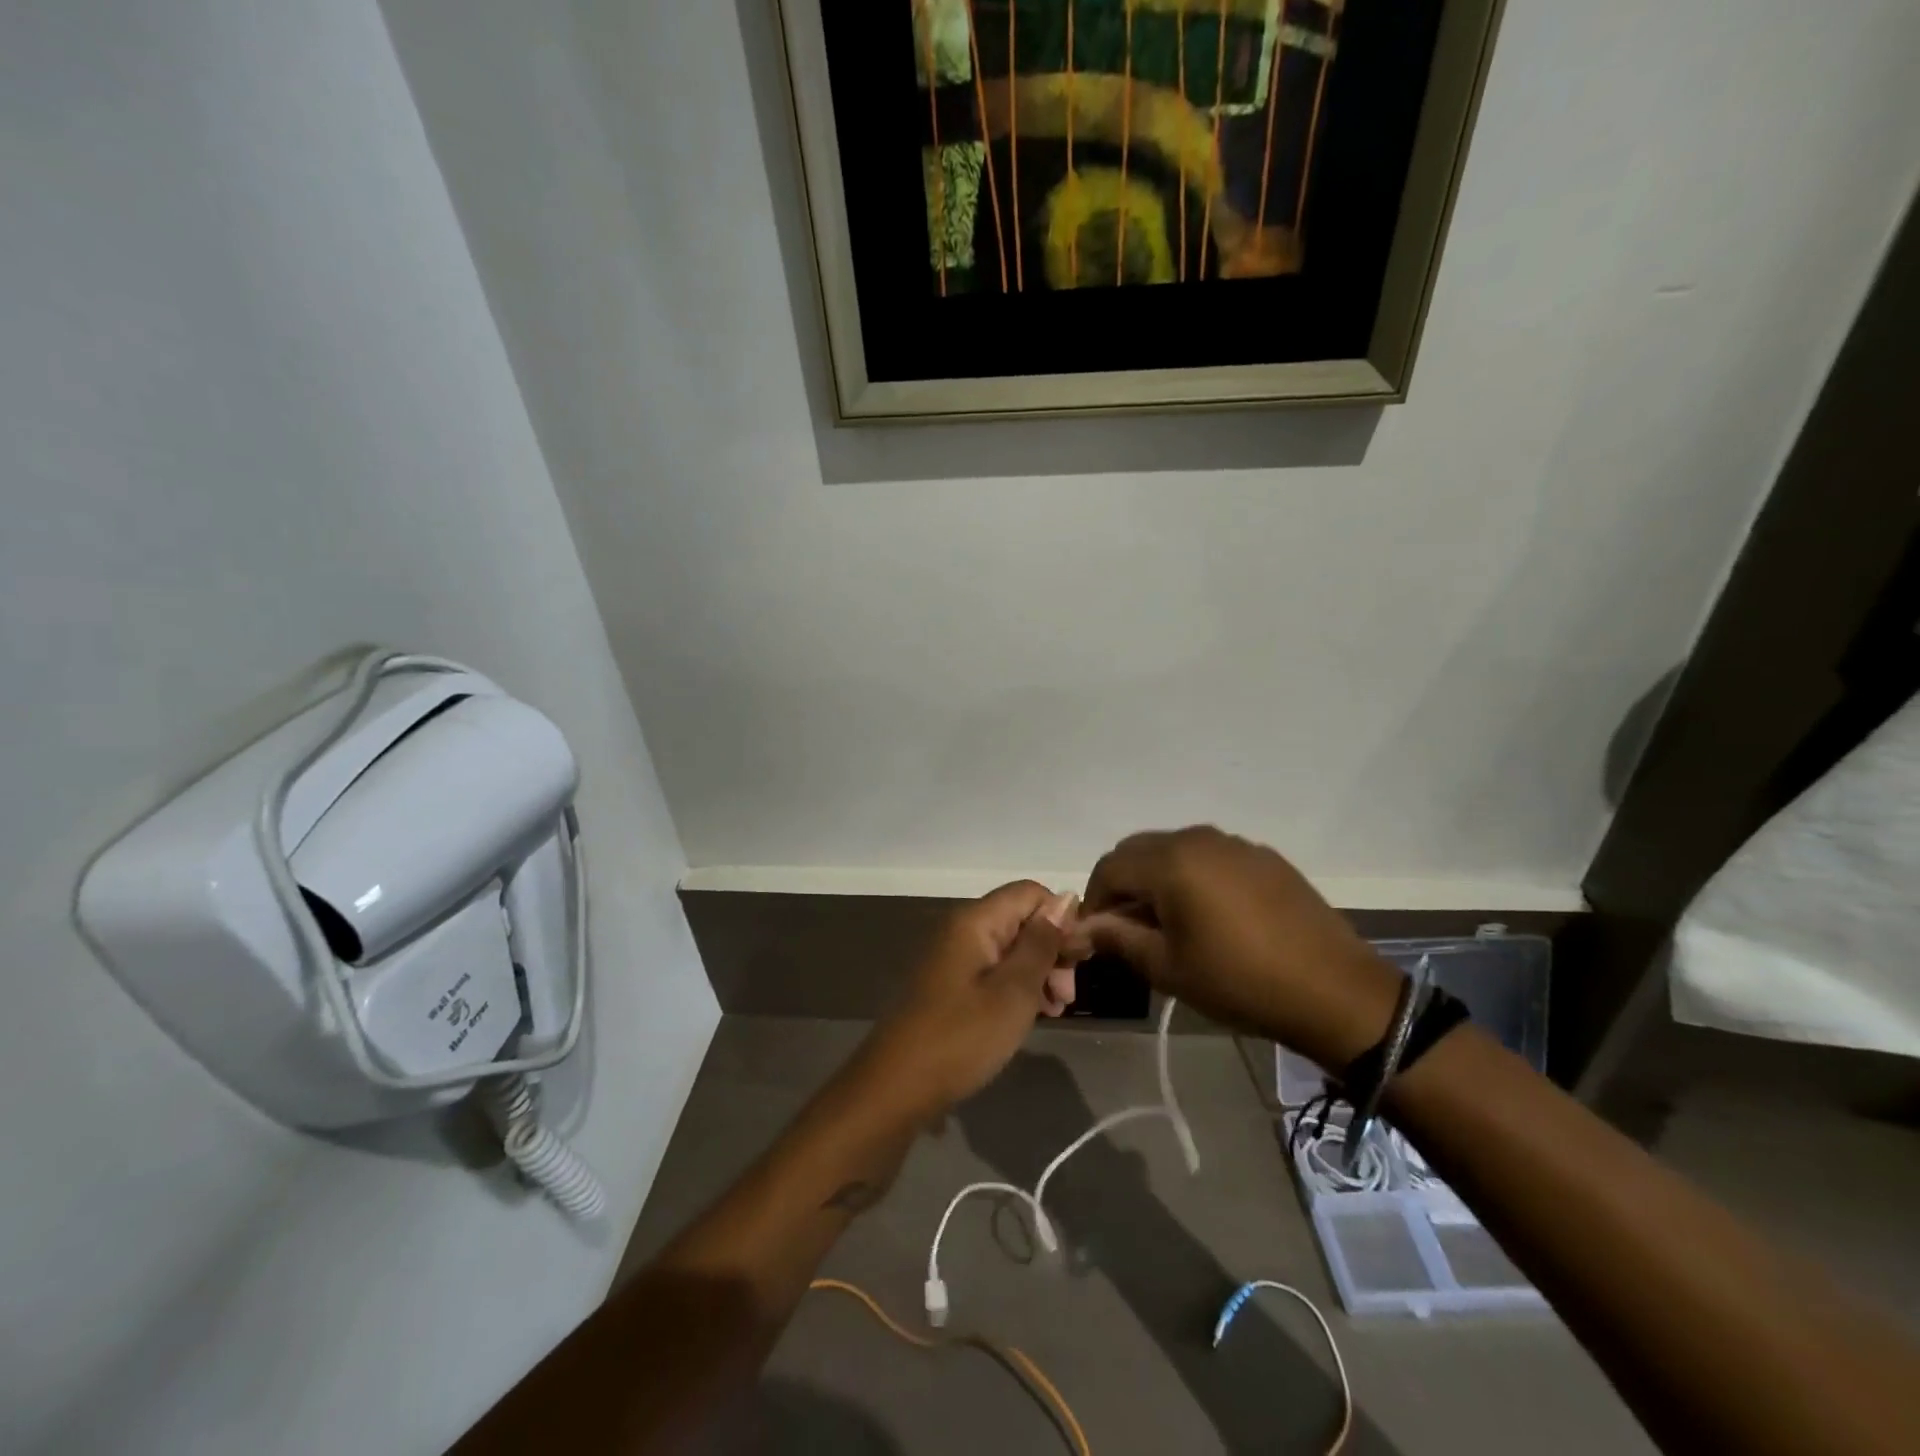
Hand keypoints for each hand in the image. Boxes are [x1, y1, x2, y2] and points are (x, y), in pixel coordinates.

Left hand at [862, 882, 1083, 1114]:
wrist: (897, 1086)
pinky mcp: (950, 985)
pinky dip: (1017, 987)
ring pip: (1010, 948)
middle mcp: (962, 929)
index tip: (1078, 961)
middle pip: (1021, 919)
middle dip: (1052, 950)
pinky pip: (993, 971)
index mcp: (975, 921)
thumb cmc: (962, 1036)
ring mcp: (953, 957)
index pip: (1031, 893)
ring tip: (1054, 1011)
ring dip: (1038, 973)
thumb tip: (1066, 899)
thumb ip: (1042, 943)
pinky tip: (1031, 1016)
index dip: (1062, 918)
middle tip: (1066, 997)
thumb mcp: (1014, 991)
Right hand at [1076, 827, 1401, 1069]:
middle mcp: (1199, 838)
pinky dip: (1194, 876)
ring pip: (1175, 850)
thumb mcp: (1168, 967)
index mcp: (1171, 861)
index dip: (1095, 899)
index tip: (1097, 935)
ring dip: (1158, 879)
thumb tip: (1081, 928)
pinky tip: (1212, 916)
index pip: (1109, 866)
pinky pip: (1211, 857)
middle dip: (1124, 885)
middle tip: (1128, 929)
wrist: (1335, 991)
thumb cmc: (1240, 982)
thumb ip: (1117, 939)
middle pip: (1139, 850)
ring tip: (1169, 923)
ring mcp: (1236, 844)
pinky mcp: (1264, 857)